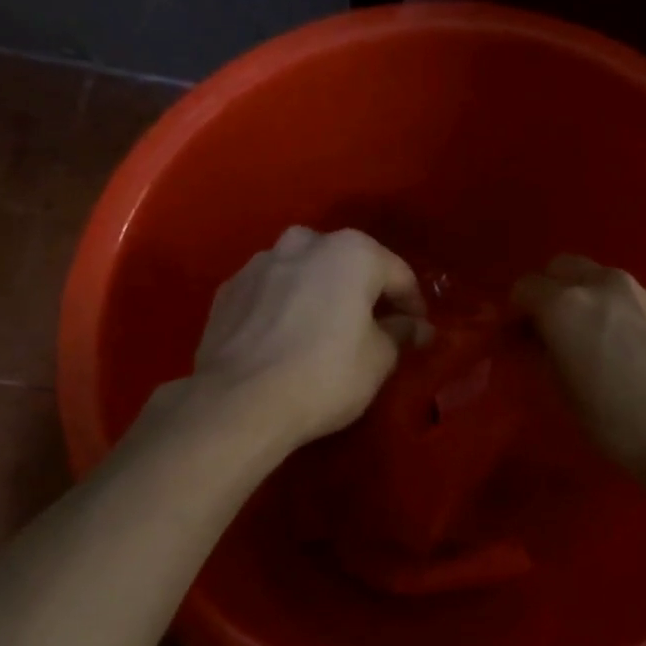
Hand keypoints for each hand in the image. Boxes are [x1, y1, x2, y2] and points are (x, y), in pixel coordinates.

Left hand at [192, 226, 426, 446]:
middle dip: (363, 293)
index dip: (413, 305)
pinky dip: (284, 308)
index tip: (417, 332)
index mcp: (351, 252)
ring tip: (324, 333)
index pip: (398, 274)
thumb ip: (400, 334)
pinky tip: (285, 341)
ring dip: (320, 296)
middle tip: (372, 329)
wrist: (239, 402)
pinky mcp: (228, 289)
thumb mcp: (379, 361)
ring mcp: (260, 263)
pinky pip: (271, 293)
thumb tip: (415, 327)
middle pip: (347, 265)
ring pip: (305, 274)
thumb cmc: (325, 377)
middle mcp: (304, 242)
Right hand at [513, 255, 645, 485]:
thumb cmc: (618, 423)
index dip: (514, 314)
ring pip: (596, 278)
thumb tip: (536, 342)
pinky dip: (611, 308)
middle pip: (561, 268)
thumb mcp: (564, 395)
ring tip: (586, 340)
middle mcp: (601, 284)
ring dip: (582, 298)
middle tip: (547, 332)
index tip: (515, 340)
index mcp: (566, 305)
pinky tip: (622, 346)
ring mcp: (639, 291)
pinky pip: (625, 295)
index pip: (524, 288)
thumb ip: (543, 356)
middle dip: (547, 292)